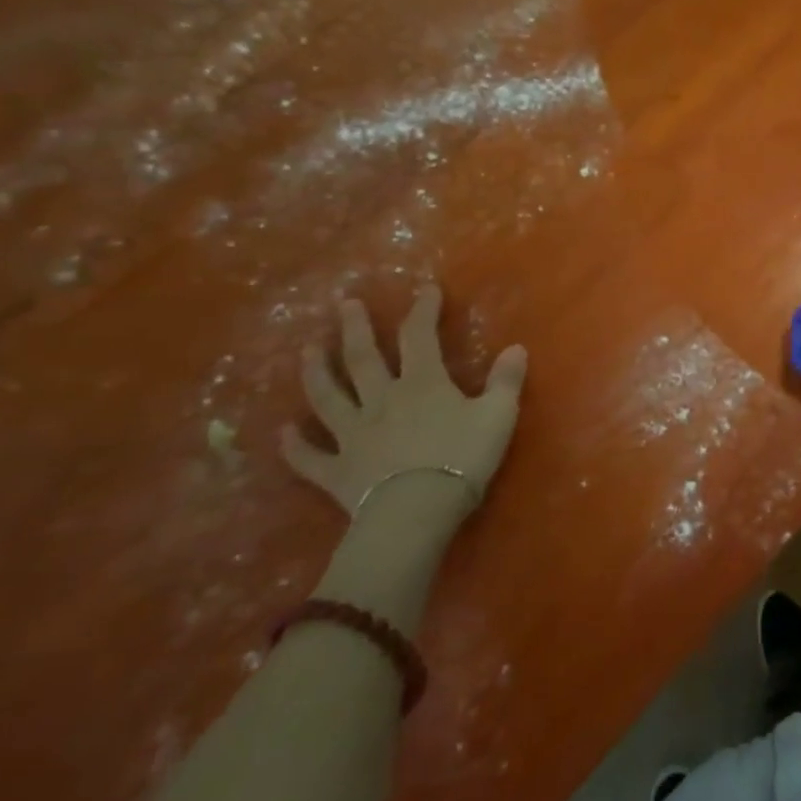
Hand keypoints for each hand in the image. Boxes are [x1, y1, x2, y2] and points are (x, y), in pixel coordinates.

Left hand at [281, 285, 526, 516]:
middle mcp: (381, 400)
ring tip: (307, 350)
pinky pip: (310, 457)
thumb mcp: (498, 415)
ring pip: (327, 397)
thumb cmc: (462, 458)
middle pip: (362, 358)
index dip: (423, 309)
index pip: (420, 335)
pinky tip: (283, 432)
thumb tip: (517, 348)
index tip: (425, 289)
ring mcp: (353, 434)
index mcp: (422, 383)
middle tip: (345, 304)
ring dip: (316, 372)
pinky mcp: (336, 471)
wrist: (416, 510)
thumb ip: (506, 380)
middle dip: (355, 328)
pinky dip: (295, 445)